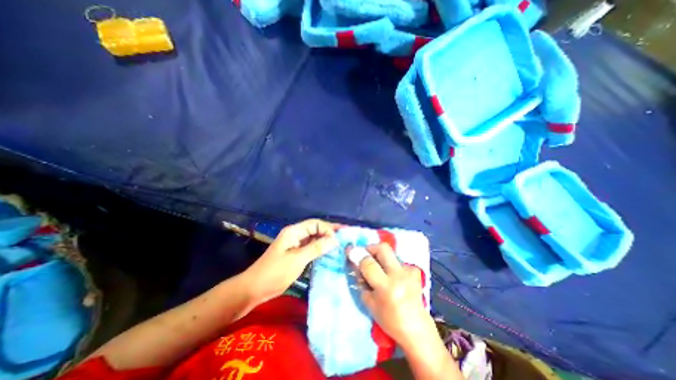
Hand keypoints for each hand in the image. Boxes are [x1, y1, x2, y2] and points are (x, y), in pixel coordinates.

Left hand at [243, 219, 337, 301]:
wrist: (254, 288)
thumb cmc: (275, 273)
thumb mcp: (297, 260)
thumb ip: (316, 248)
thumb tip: (335, 239)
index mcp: (294, 231)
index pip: (315, 223)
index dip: (327, 229)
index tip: (337, 240)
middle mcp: (295, 234)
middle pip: (316, 228)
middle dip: (330, 231)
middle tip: (346, 234)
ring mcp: (295, 243)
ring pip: (314, 237)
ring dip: (326, 239)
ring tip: (341, 242)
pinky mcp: (295, 252)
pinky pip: (311, 246)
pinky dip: (320, 247)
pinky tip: (329, 250)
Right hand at [351, 244, 434, 349]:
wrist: (416, 328)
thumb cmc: (388, 319)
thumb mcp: (368, 302)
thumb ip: (361, 279)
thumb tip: (355, 261)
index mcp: (386, 287)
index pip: (368, 263)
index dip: (357, 255)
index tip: (350, 252)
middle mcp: (399, 276)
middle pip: (382, 248)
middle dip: (370, 247)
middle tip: (365, 255)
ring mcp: (409, 272)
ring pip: (390, 253)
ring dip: (380, 258)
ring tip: (379, 270)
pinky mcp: (415, 270)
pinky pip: (398, 260)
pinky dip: (390, 265)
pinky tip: (391, 276)